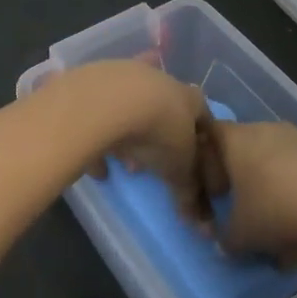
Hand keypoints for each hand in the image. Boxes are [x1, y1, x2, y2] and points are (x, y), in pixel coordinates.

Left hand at [56, 59, 216, 202]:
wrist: (108, 101)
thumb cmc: (157, 133)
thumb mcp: (179, 168)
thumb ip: (189, 191)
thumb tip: (200, 221)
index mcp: (187, 97)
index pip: (203, 114)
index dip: (201, 138)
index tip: (195, 159)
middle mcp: (158, 79)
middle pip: (164, 109)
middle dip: (160, 138)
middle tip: (155, 164)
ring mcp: (124, 76)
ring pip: (130, 109)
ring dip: (129, 136)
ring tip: (125, 164)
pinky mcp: (93, 81)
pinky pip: (98, 113)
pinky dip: (98, 135)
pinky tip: (96, 165)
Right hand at [203, 121, 296, 264]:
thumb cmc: (276, 210)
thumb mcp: (242, 235)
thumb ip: (226, 239)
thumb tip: (225, 244)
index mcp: (235, 139)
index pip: (208, 138)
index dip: (207, 165)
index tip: (216, 193)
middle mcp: (264, 129)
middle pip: (245, 149)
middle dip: (245, 180)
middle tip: (248, 211)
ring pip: (277, 161)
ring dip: (275, 188)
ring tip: (284, 224)